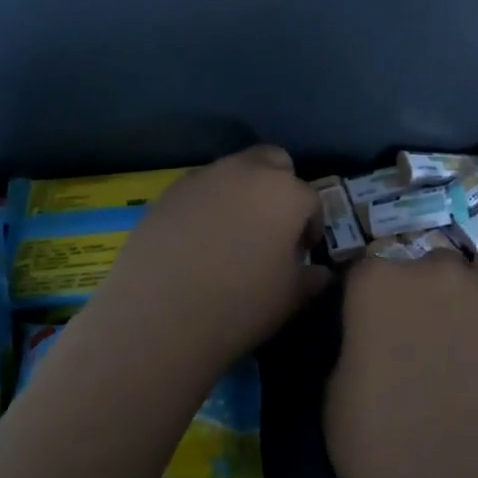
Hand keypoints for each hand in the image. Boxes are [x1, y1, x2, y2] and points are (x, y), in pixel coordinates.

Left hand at [86, 146, 327, 370]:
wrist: (158, 316)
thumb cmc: (239, 306)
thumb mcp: (290, 299)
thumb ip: (312, 278)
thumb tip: (319, 272)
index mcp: (285, 192)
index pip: (311, 199)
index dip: (311, 226)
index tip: (302, 253)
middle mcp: (246, 172)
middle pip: (273, 161)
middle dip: (280, 187)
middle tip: (272, 227)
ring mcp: (203, 178)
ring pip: (234, 171)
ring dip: (242, 193)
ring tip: (232, 236)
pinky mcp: (168, 192)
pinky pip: (200, 189)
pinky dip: (208, 205)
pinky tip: (198, 241)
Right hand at [326, 247, 477, 477]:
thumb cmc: (380, 442)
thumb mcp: (337, 391)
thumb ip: (356, 346)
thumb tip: (373, 343)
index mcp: (376, 281)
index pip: (369, 266)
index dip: (373, 294)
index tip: (375, 323)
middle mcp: (433, 268)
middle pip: (431, 262)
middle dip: (431, 289)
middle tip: (432, 334)